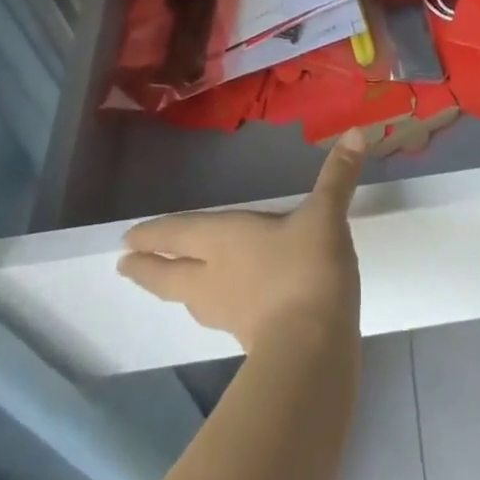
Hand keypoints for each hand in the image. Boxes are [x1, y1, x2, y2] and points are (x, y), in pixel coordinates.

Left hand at [119, 129, 367, 352]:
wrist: (313, 348)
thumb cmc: (307, 268)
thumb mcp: (325, 215)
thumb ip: (338, 176)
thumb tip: (356, 132)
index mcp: (224, 240)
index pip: (179, 234)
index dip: (154, 234)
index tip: (127, 239)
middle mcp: (215, 276)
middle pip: (170, 273)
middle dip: (147, 268)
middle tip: (123, 266)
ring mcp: (228, 313)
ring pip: (189, 299)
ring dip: (173, 289)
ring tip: (168, 284)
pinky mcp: (247, 340)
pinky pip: (217, 317)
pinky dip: (209, 308)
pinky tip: (223, 308)